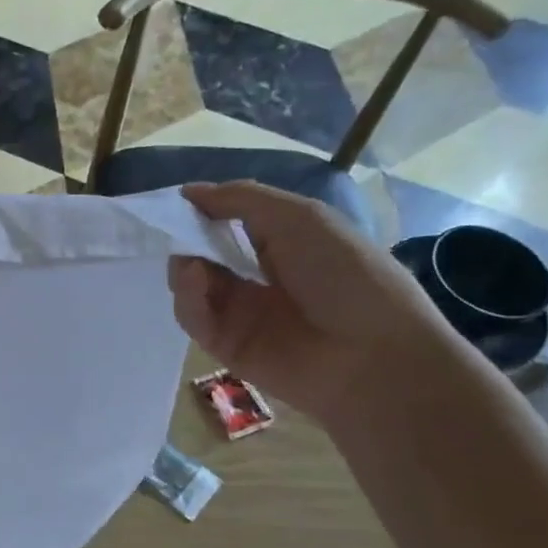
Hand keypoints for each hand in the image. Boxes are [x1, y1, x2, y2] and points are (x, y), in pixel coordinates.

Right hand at [170, 182, 460, 423]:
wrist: (371, 355)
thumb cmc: (345, 274)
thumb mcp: (299, 217)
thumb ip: (241, 200)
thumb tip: (188, 192)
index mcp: (283, 243)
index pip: (229, 222)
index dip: (203, 210)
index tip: (179, 201)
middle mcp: (258, 276)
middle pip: (203, 253)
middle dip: (187, 239)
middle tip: (175, 232)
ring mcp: (240, 312)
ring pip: (192, 284)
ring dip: (185, 268)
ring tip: (193, 265)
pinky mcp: (225, 345)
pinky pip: (193, 317)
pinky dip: (188, 297)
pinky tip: (196, 282)